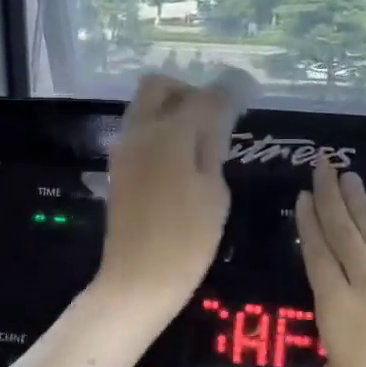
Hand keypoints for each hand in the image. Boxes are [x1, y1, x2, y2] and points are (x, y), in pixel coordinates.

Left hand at [94, 72, 251, 320]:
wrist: (138, 280)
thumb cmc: (187, 240)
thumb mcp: (214, 193)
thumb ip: (213, 148)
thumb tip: (218, 117)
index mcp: (169, 135)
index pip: (203, 97)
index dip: (229, 91)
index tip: (247, 89)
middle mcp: (140, 132)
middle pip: (158, 86)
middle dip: (188, 90)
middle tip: (214, 114)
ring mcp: (124, 150)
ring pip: (144, 107)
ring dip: (171, 109)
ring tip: (201, 138)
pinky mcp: (118, 169)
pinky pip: (138, 131)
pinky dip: (160, 130)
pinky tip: (182, 157)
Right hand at [296, 165, 365, 366]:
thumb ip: (335, 351)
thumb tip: (345, 339)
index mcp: (336, 311)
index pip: (317, 256)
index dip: (308, 224)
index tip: (303, 196)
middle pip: (345, 235)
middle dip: (331, 198)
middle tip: (322, 166)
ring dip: (362, 205)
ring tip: (350, 177)